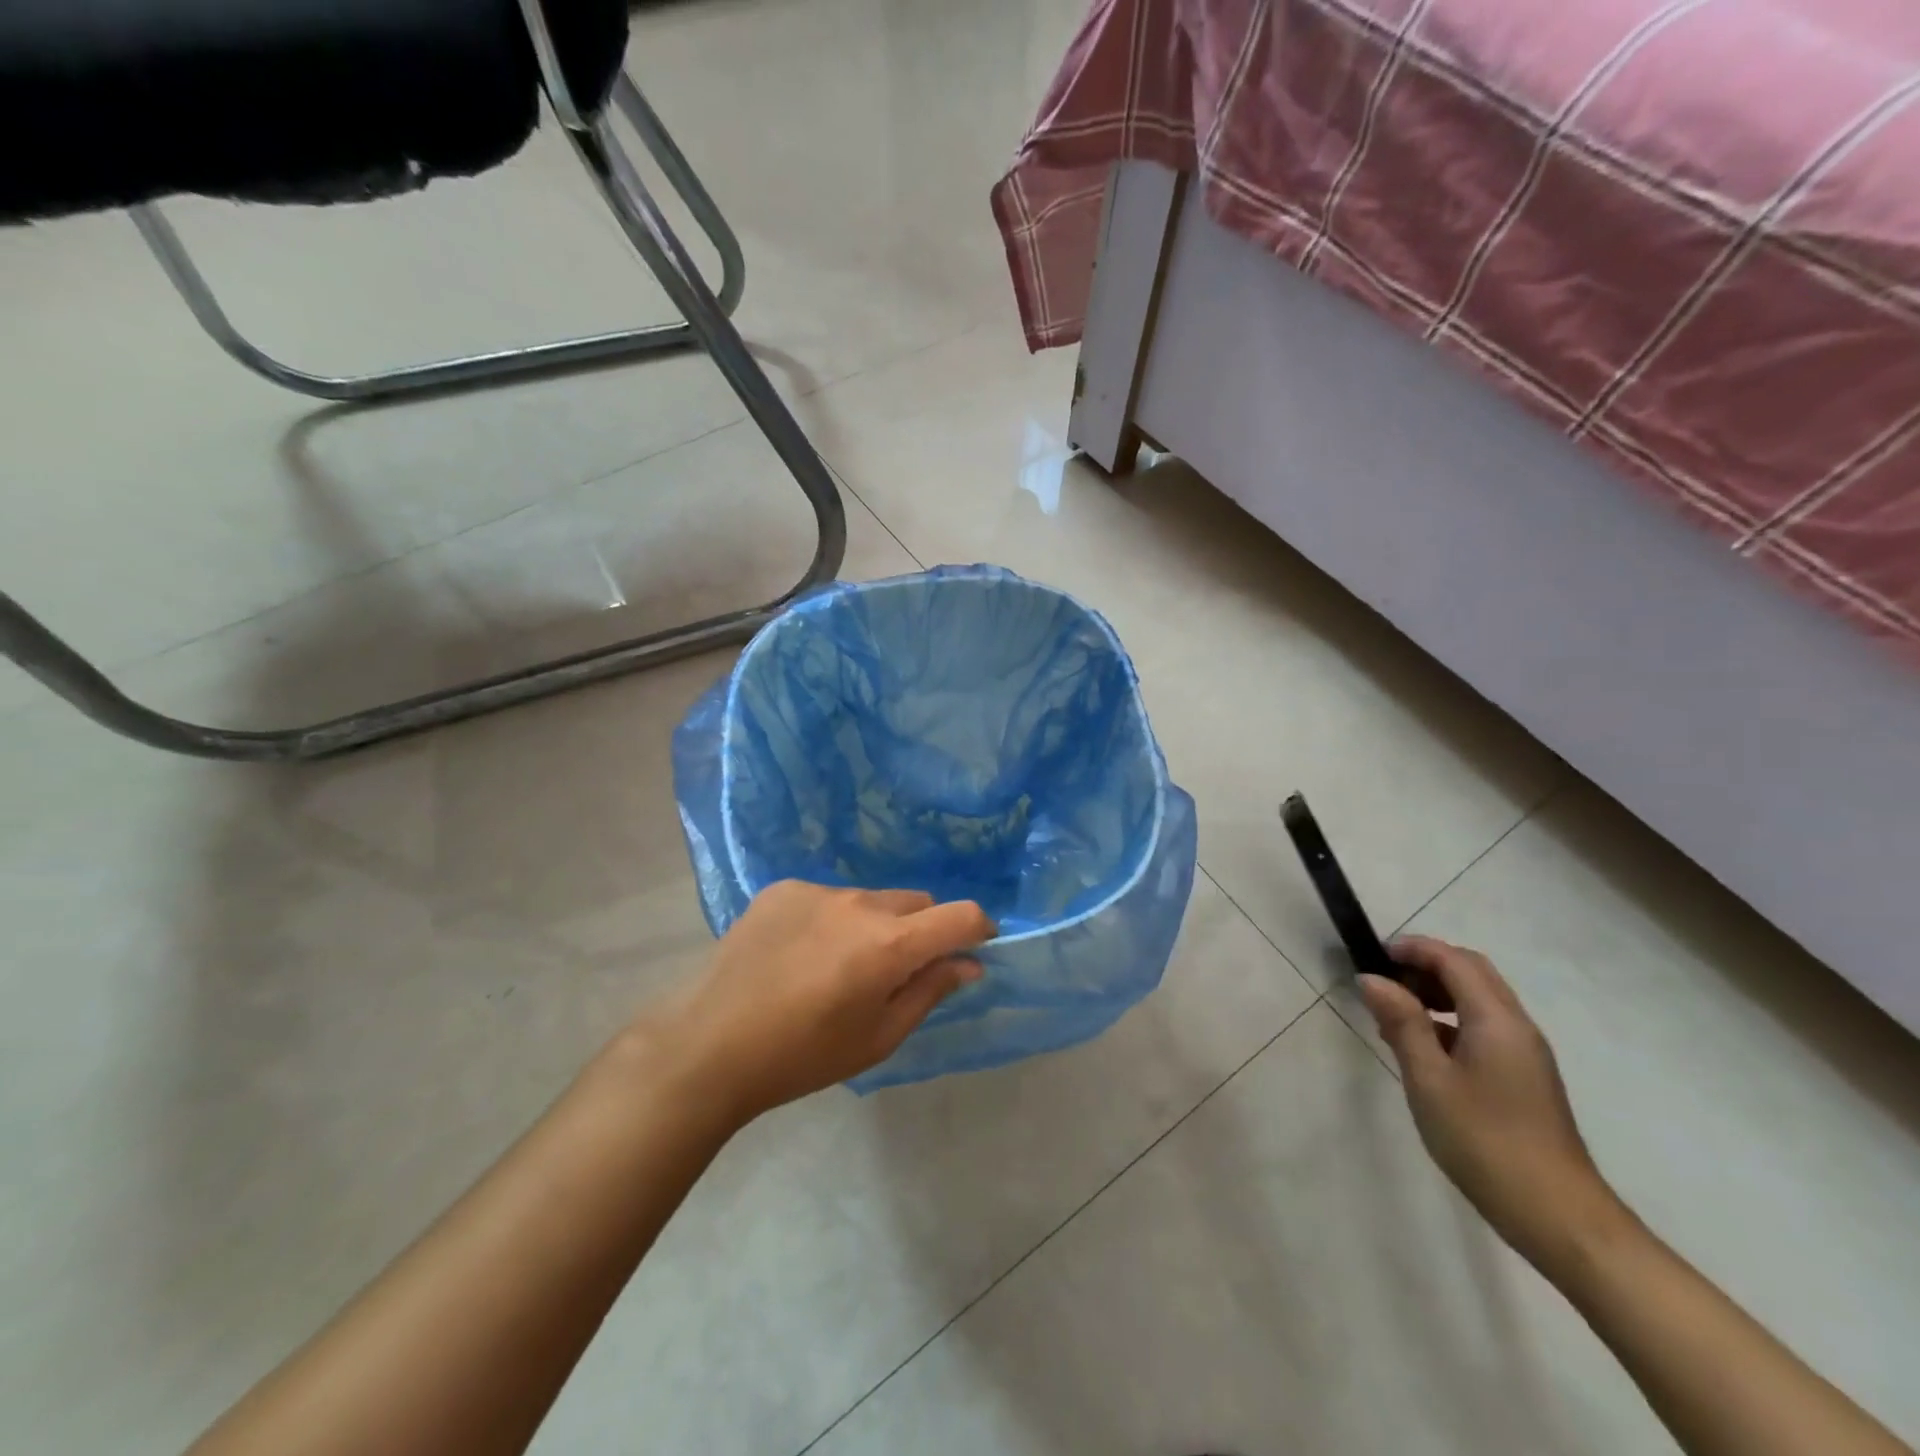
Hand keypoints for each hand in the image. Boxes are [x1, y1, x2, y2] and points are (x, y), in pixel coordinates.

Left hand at [646, 881, 995, 1122]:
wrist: (709, 1045)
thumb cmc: (803, 1055)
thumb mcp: (878, 1037)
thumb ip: (930, 992)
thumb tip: (968, 964)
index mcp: (889, 944)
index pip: (961, 915)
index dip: (978, 929)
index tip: (973, 950)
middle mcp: (860, 903)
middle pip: (916, 903)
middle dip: (922, 931)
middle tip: (896, 973)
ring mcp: (818, 890)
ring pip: (871, 900)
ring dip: (874, 925)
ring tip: (837, 968)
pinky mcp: (782, 888)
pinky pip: (828, 898)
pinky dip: (831, 920)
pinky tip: (799, 955)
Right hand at [1359, 936, 1624, 1267]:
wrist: (1559, 1217)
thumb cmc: (1485, 1141)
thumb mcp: (1429, 1079)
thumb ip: (1402, 1023)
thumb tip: (1372, 979)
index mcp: (1496, 1020)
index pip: (1454, 960)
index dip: (1413, 949)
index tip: (1372, 954)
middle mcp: (1516, 1026)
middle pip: (1471, 972)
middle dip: (1425, 965)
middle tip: (1382, 981)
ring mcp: (1524, 1053)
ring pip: (1477, 999)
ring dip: (1435, 992)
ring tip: (1393, 1015)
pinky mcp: (1523, 1076)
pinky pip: (1482, 1026)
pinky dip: (1448, 1020)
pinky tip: (1421, 1048)